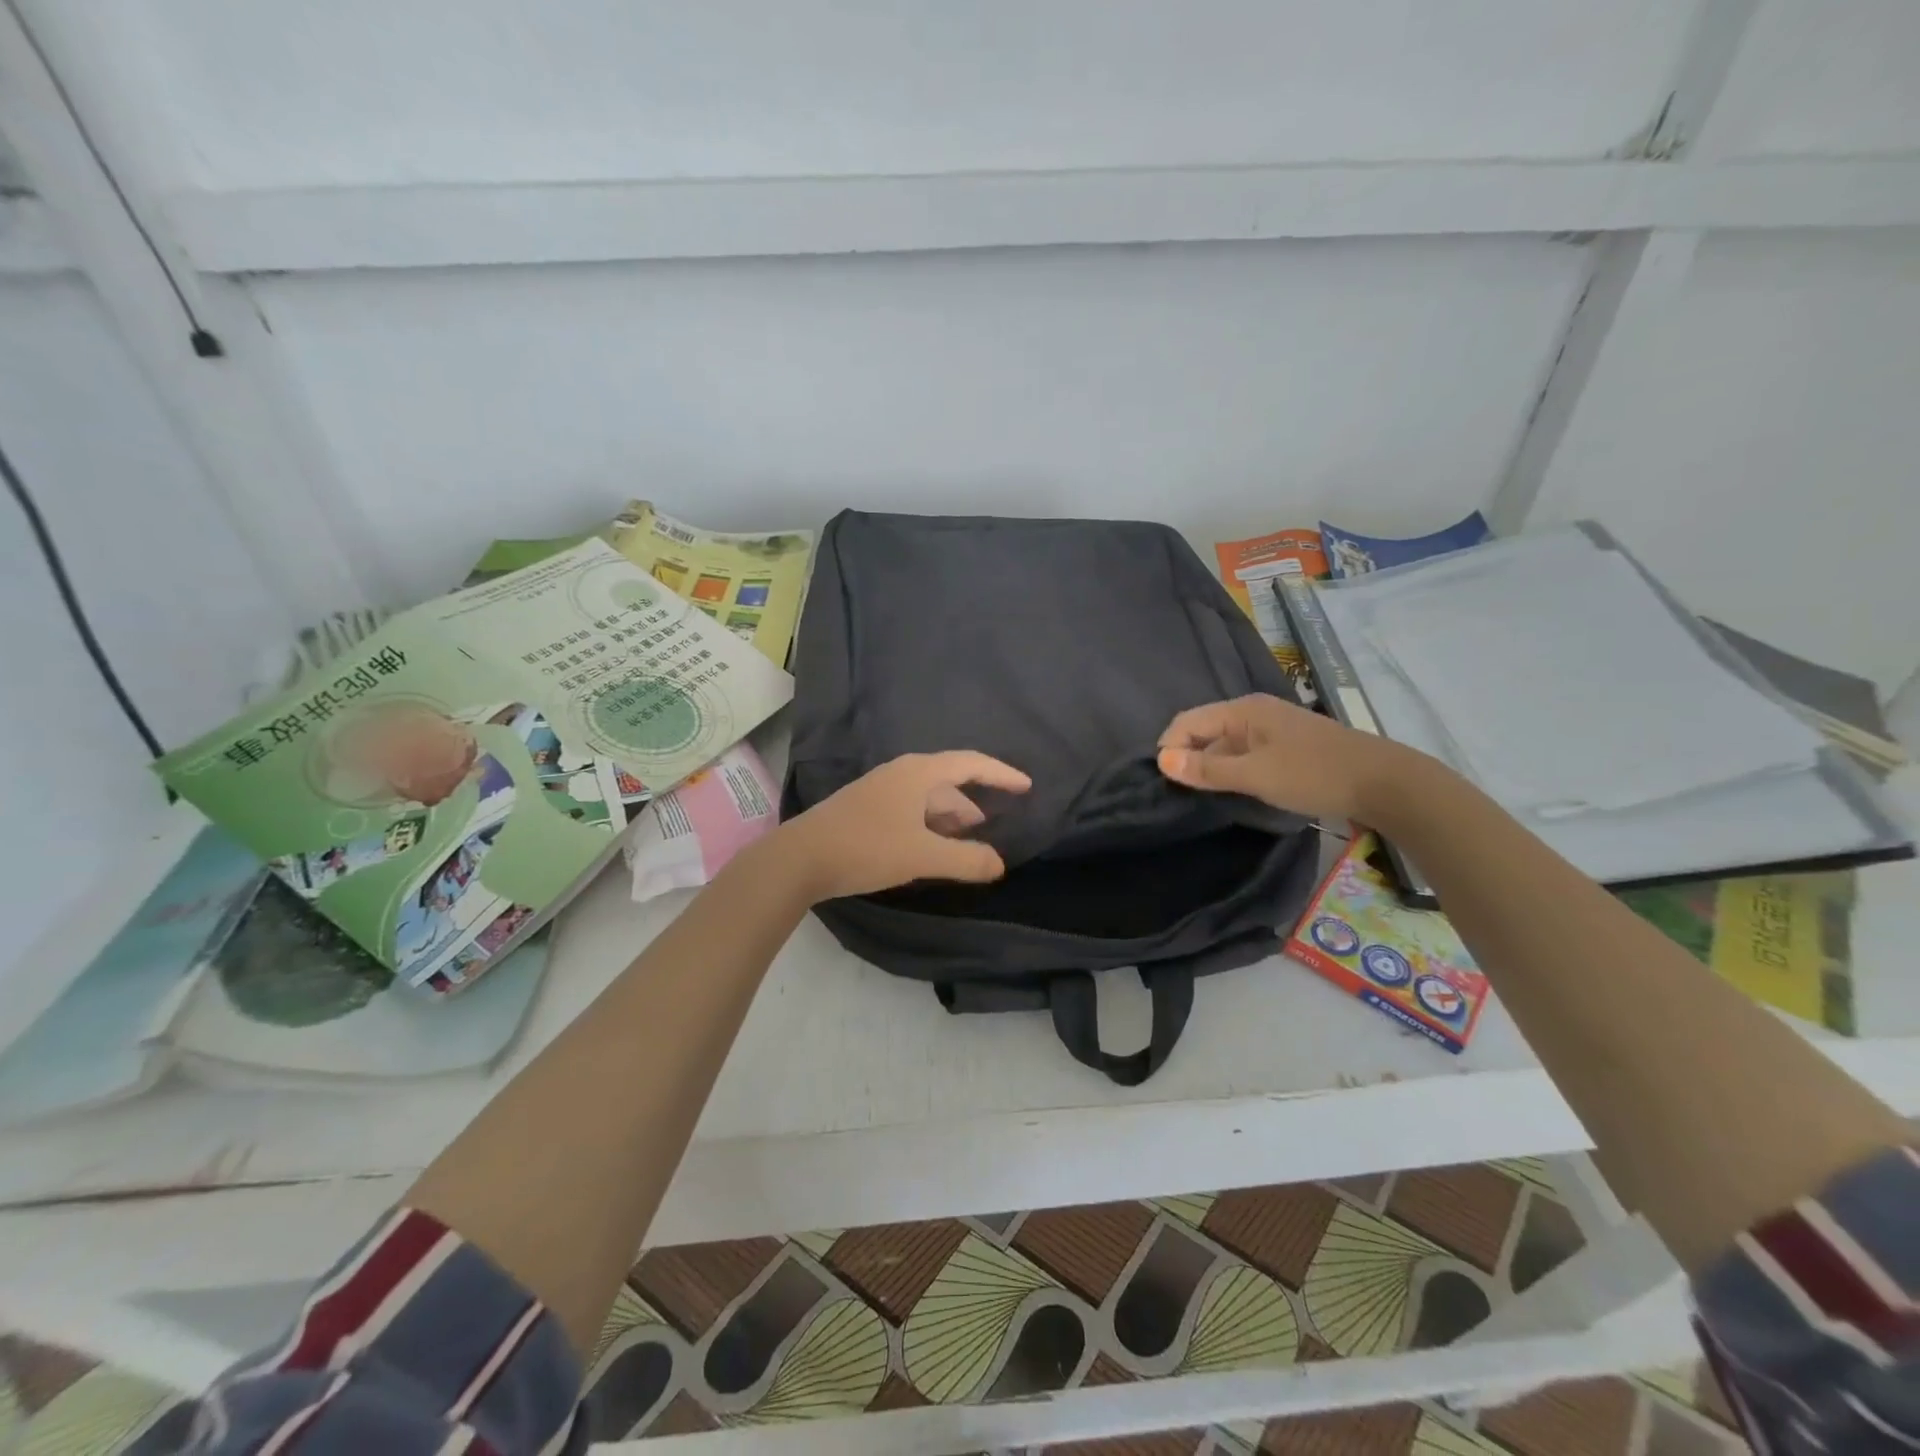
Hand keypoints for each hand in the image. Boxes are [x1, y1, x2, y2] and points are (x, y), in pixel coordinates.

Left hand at [779, 752, 1031, 900]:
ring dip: (950, 818)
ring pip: (927, 799)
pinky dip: (929, 825)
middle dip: (973, 804)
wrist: (800, 858)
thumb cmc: (866, 848)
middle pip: (949, 782)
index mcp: (919, 773)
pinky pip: (910, 810)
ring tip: (965, 843)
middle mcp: (901, 774)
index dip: (1001, 774)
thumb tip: (1000, 864)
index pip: (971, 764)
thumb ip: (966, 860)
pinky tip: (929, 848)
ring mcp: (880, 790)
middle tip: (991, 831)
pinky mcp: (866, 809)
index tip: (1026, 787)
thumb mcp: (922, 856)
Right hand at [1156, 694, 1418, 823]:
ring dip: (1210, 766)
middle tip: (1179, 793)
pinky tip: (1234, 791)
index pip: (1187, 721)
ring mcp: (1271, 728)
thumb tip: (1162, 761)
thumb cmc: (1314, 774)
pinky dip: (1232, 769)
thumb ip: (1207, 768)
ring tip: (1202, 796)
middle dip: (1187, 757)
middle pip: (1204, 730)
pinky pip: (1244, 753)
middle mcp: (1253, 712)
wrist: (1385, 783)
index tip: (1164, 783)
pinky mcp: (1285, 746)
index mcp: (1243, 710)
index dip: (1170, 748)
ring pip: (1224, 744)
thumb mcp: (1255, 775)